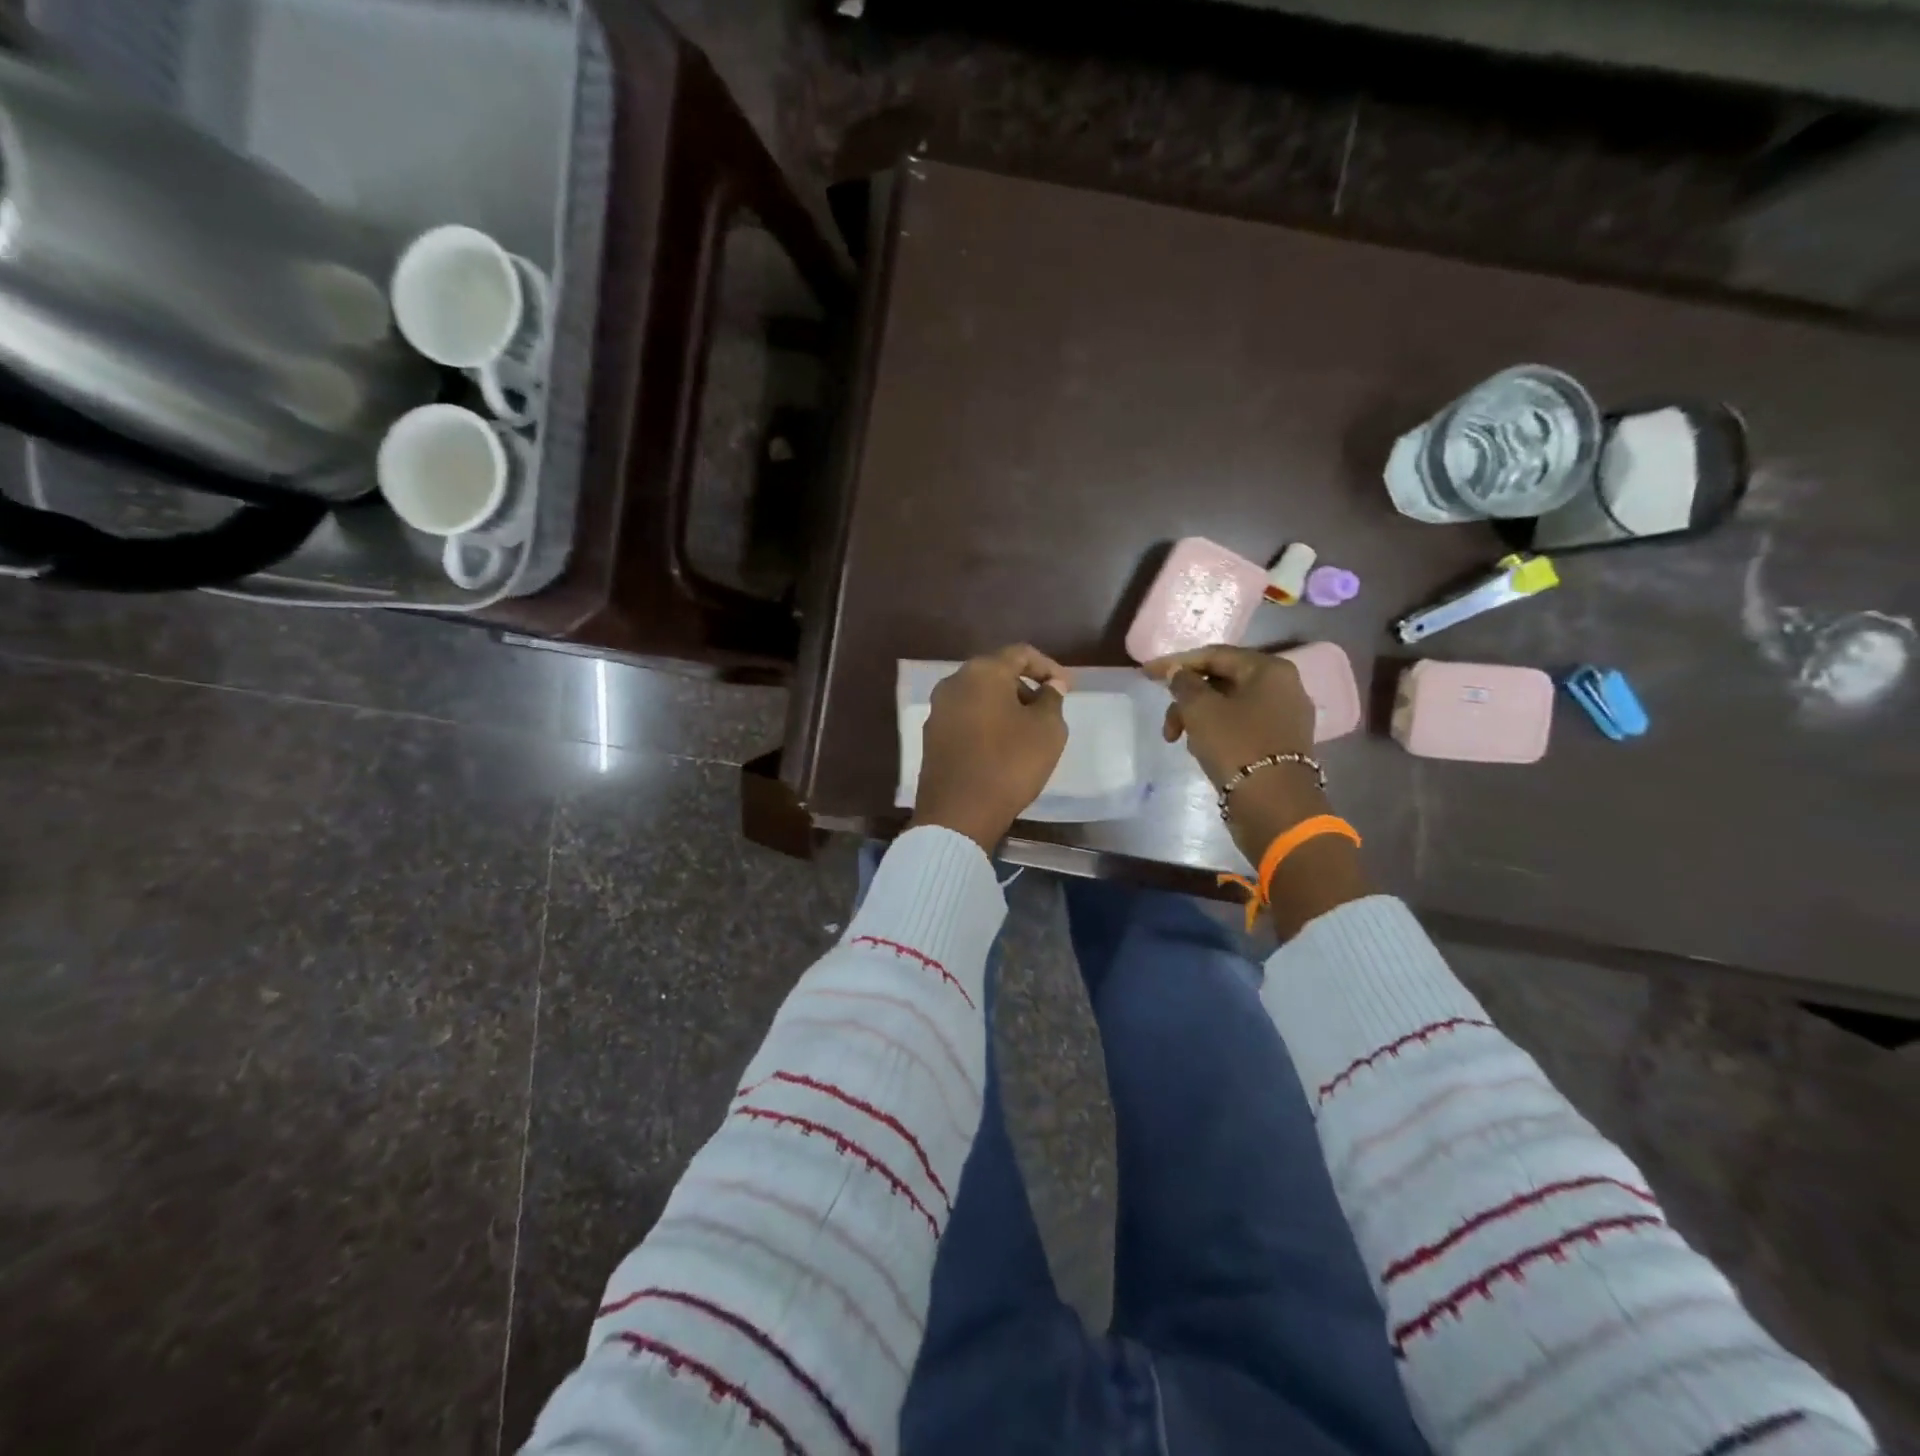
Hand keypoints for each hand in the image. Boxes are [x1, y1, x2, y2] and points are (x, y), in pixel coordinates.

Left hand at [910, 644, 1071, 852]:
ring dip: (1005, 705)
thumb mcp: (1047, 730)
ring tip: (1027, 731)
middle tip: (1048, 709)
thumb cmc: (1009, 764)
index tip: (1067, 688)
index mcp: (982, 672)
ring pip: (979, 696)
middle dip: (1025, 686)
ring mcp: (938, 710)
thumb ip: (1052, 700)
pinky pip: (966, 717)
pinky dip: (987, 722)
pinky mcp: (931, 736)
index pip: (1020, 654)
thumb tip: (1051, 685)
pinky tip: (1002, 746)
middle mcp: (953, 683)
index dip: (1048, 667)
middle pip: (996, 672)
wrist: (958, 813)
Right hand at [1142, 645, 1315, 788]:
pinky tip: (1202, 749)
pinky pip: (1241, 725)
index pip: (1214, 655)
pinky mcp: (1280, 743)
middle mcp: (1283, 686)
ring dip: (1198, 718)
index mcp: (1269, 669)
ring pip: (1229, 705)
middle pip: (1222, 681)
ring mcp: (1284, 716)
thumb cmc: (1236, 746)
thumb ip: (1184, 684)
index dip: (1176, 663)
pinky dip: (1217, 731)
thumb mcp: (1200, 710)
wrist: (1274, 805)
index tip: (1146, 673)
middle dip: (1187, 699)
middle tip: (1167, 725)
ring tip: (1181, 741)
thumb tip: (1178, 673)